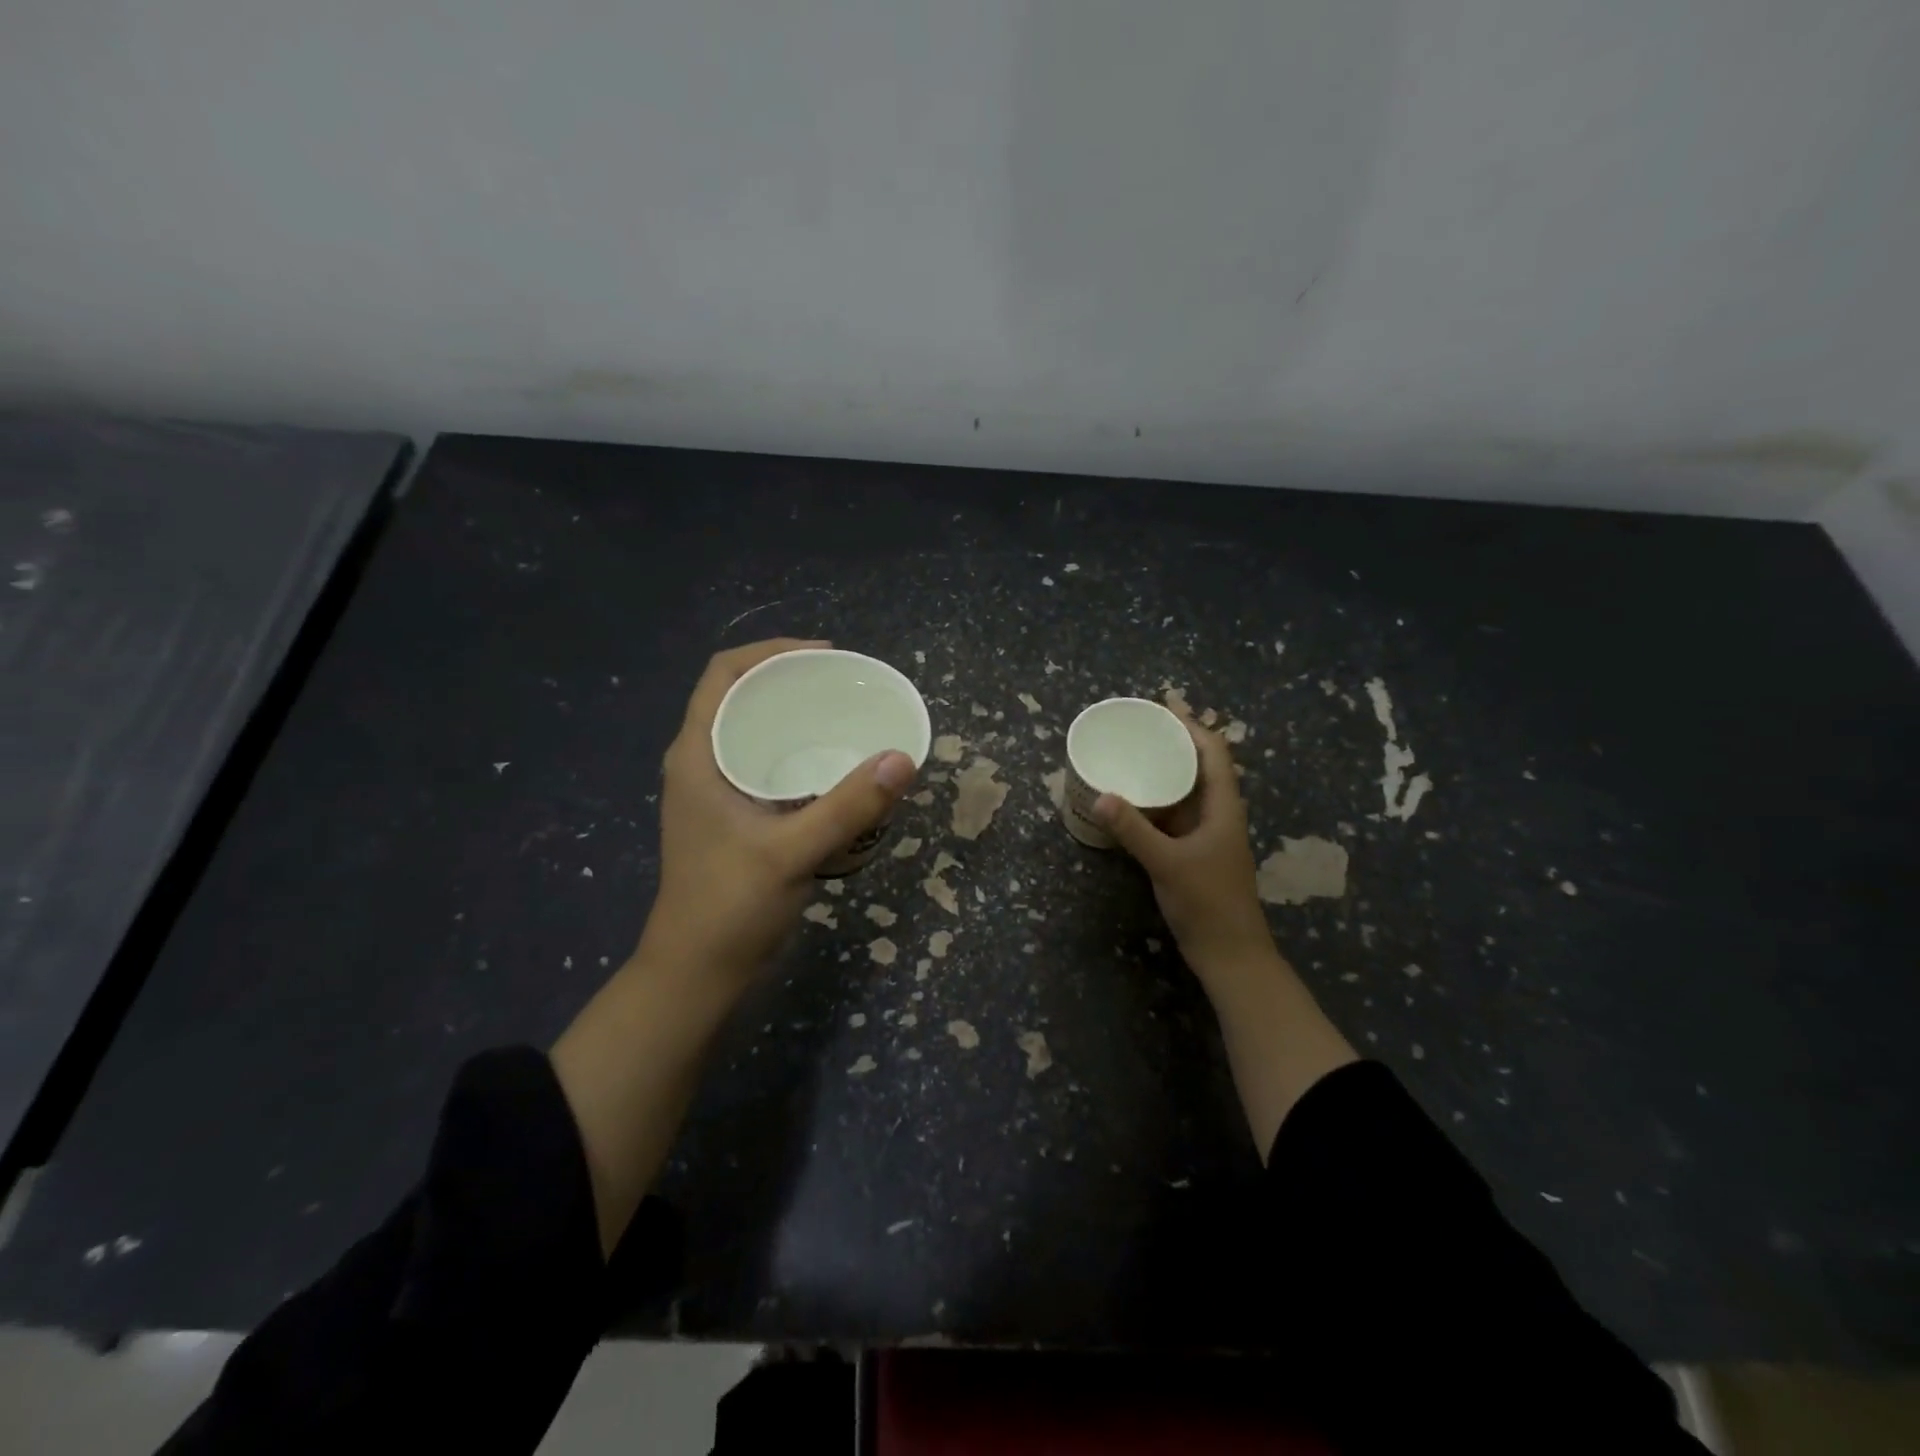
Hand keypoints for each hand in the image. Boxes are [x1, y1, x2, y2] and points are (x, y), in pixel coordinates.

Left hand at [639, 638, 917, 987]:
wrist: (697, 973)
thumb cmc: (729, 907)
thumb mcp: (791, 853)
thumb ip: (847, 807)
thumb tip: (903, 758)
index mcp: (698, 755)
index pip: (724, 674)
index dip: (771, 651)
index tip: (825, 655)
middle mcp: (703, 763)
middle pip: (741, 697)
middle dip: (790, 681)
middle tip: (845, 686)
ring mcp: (717, 792)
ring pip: (755, 732)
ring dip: (794, 717)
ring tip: (845, 716)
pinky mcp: (734, 817)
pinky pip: (767, 764)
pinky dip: (799, 752)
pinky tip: (834, 767)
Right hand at [1093, 708, 1274, 984]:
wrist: (1230, 954)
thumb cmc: (1208, 903)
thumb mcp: (1167, 863)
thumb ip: (1134, 830)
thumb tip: (1099, 796)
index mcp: (1223, 808)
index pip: (1214, 753)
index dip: (1192, 726)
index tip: (1163, 708)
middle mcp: (1217, 815)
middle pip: (1200, 766)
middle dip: (1174, 743)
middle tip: (1140, 726)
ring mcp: (1205, 836)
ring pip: (1185, 792)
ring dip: (1164, 772)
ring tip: (1131, 755)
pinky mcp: (1192, 854)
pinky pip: (1172, 816)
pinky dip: (1154, 803)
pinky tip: (1130, 801)